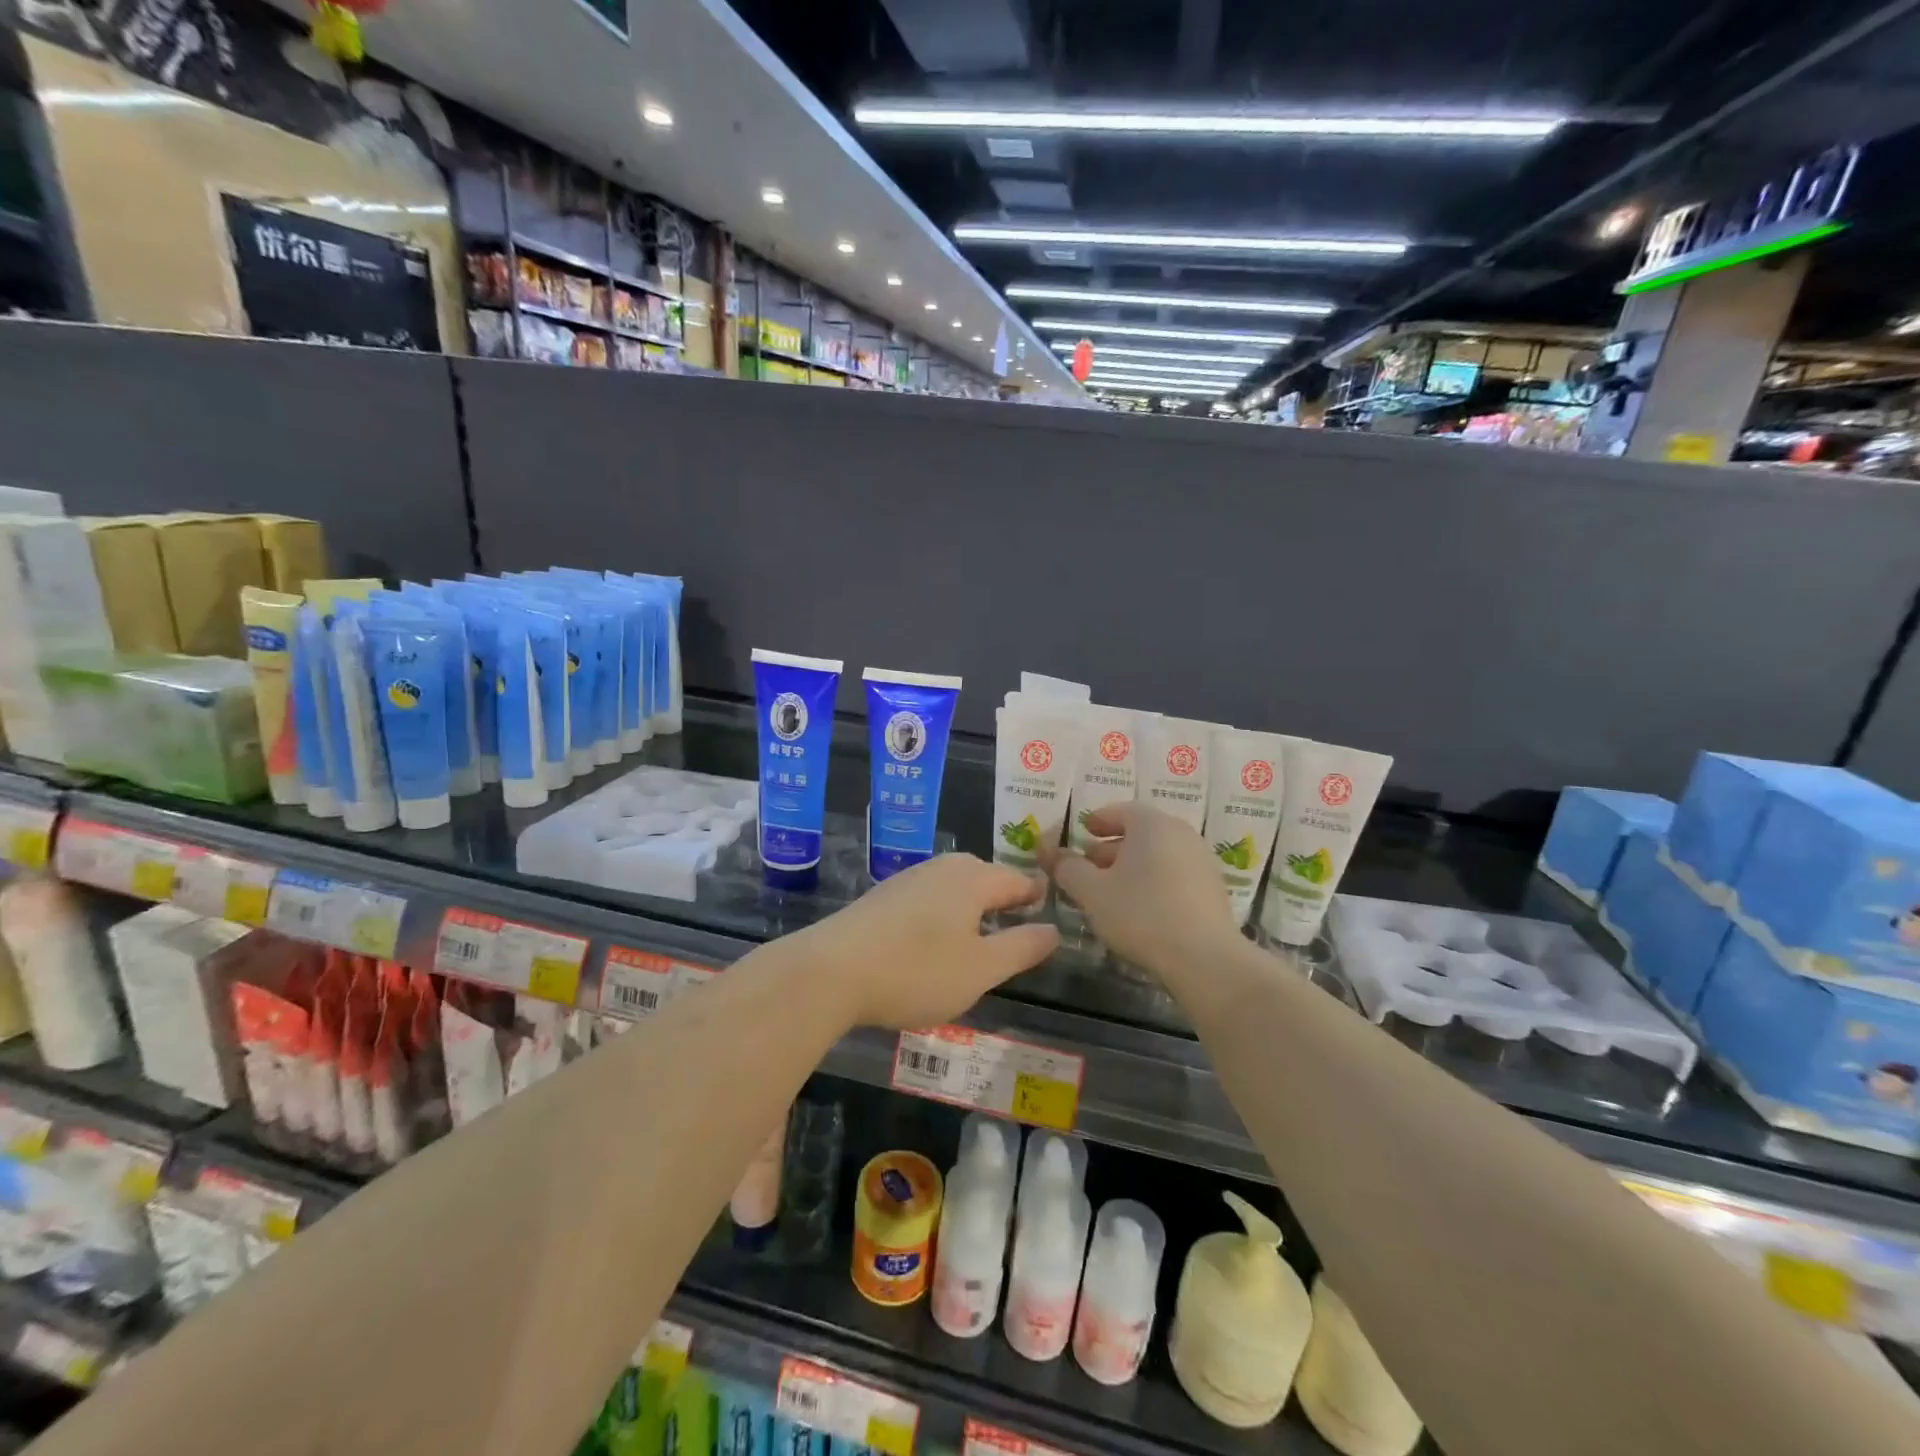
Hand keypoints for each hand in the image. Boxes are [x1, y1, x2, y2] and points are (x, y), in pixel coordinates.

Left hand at [793, 854, 1059, 1028]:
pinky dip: (943, 917)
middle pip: (985, 879)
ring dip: (972, 911)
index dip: (1036, 897)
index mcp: (973, 878)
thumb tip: (1054, 929)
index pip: (1018, 881)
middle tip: (1019, 929)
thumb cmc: (917, 970)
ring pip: (955, 889)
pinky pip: (929, 900)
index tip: (1050, 912)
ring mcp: (909, 879)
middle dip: (1004, 901)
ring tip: (981, 940)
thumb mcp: (981, 969)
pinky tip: (935, 943)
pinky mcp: (884, 897)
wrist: (831, 971)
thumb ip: (1022, 947)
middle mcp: (943, 868)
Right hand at [1039, 804, 1240, 978]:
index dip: (1098, 820)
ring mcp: (1202, 861)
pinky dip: (1153, 881)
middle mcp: (1181, 834)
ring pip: (1158, 854)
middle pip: (1141, 832)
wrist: (1205, 959)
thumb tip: (1051, 853)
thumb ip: (1068, 868)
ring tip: (1110, 890)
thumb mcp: (1092, 892)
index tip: (1082, 832)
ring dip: (1132, 866)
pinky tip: (1139, 908)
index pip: (1121, 810)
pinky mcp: (1213, 890)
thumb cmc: (1141, 914)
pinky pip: (1175, 874)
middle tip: (1089, 865)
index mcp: (1152, 824)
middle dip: (1111, 847)